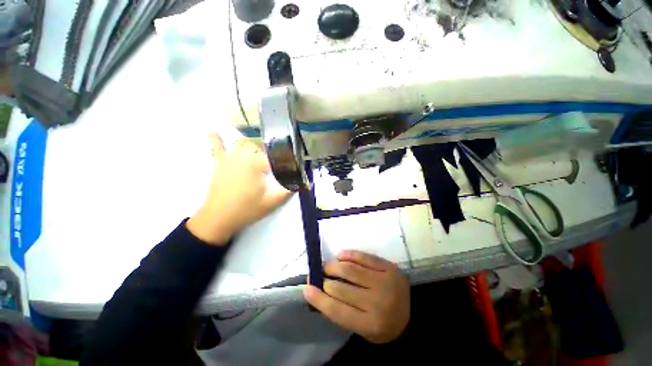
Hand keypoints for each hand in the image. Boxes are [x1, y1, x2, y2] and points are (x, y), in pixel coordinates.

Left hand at [187, 135, 291, 244]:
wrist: (219, 218)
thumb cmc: (247, 209)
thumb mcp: (272, 202)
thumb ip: (288, 191)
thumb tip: (302, 183)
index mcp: (257, 164)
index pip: (276, 155)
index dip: (285, 159)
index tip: (292, 164)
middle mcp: (244, 156)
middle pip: (261, 146)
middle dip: (271, 151)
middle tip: (277, 162)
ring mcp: (230, 158)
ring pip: (244, 143)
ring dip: (254, 144)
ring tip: (261, 150)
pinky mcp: (219, 163)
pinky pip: (217, 147)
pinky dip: (216, 139)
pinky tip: (214, 132)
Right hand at [304, 250, 409, 343]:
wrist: (411, 317)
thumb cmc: (381, 325)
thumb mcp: (361, 328)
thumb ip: (341, 311)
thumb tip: (318, 290)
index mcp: (370, 325)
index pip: (337, 311)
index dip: (319, 299)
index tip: (306, 288)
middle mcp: (378, 304)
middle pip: (342, 289)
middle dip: (325, 280)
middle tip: (317, 274)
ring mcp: (385, 283)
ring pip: (351, 270)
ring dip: (334, 266)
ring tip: (326, 265)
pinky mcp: (389, 268)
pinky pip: (365, 257)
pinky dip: (350, 255)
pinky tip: (340, 255)